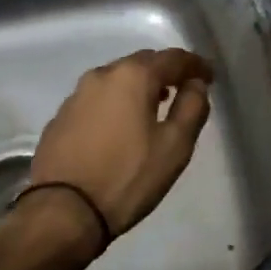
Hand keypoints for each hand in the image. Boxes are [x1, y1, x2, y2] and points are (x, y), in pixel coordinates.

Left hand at [28, 48, 214, 239]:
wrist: (63, 212)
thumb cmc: (127, 177)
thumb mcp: (175, 146)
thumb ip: (192, 107)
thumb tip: (195, 84)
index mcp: (133, 76)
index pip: (173, 58)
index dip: (195, 65)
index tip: (210, 77)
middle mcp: (102, 75)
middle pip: (142, 63)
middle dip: (165, 71)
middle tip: (183, 89)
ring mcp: (76, 95)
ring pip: (116, 79)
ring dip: (138, 86)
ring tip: (153, 106)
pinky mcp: (61, 117)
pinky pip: (97, 99)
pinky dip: (115, 103)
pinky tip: (120, 125)